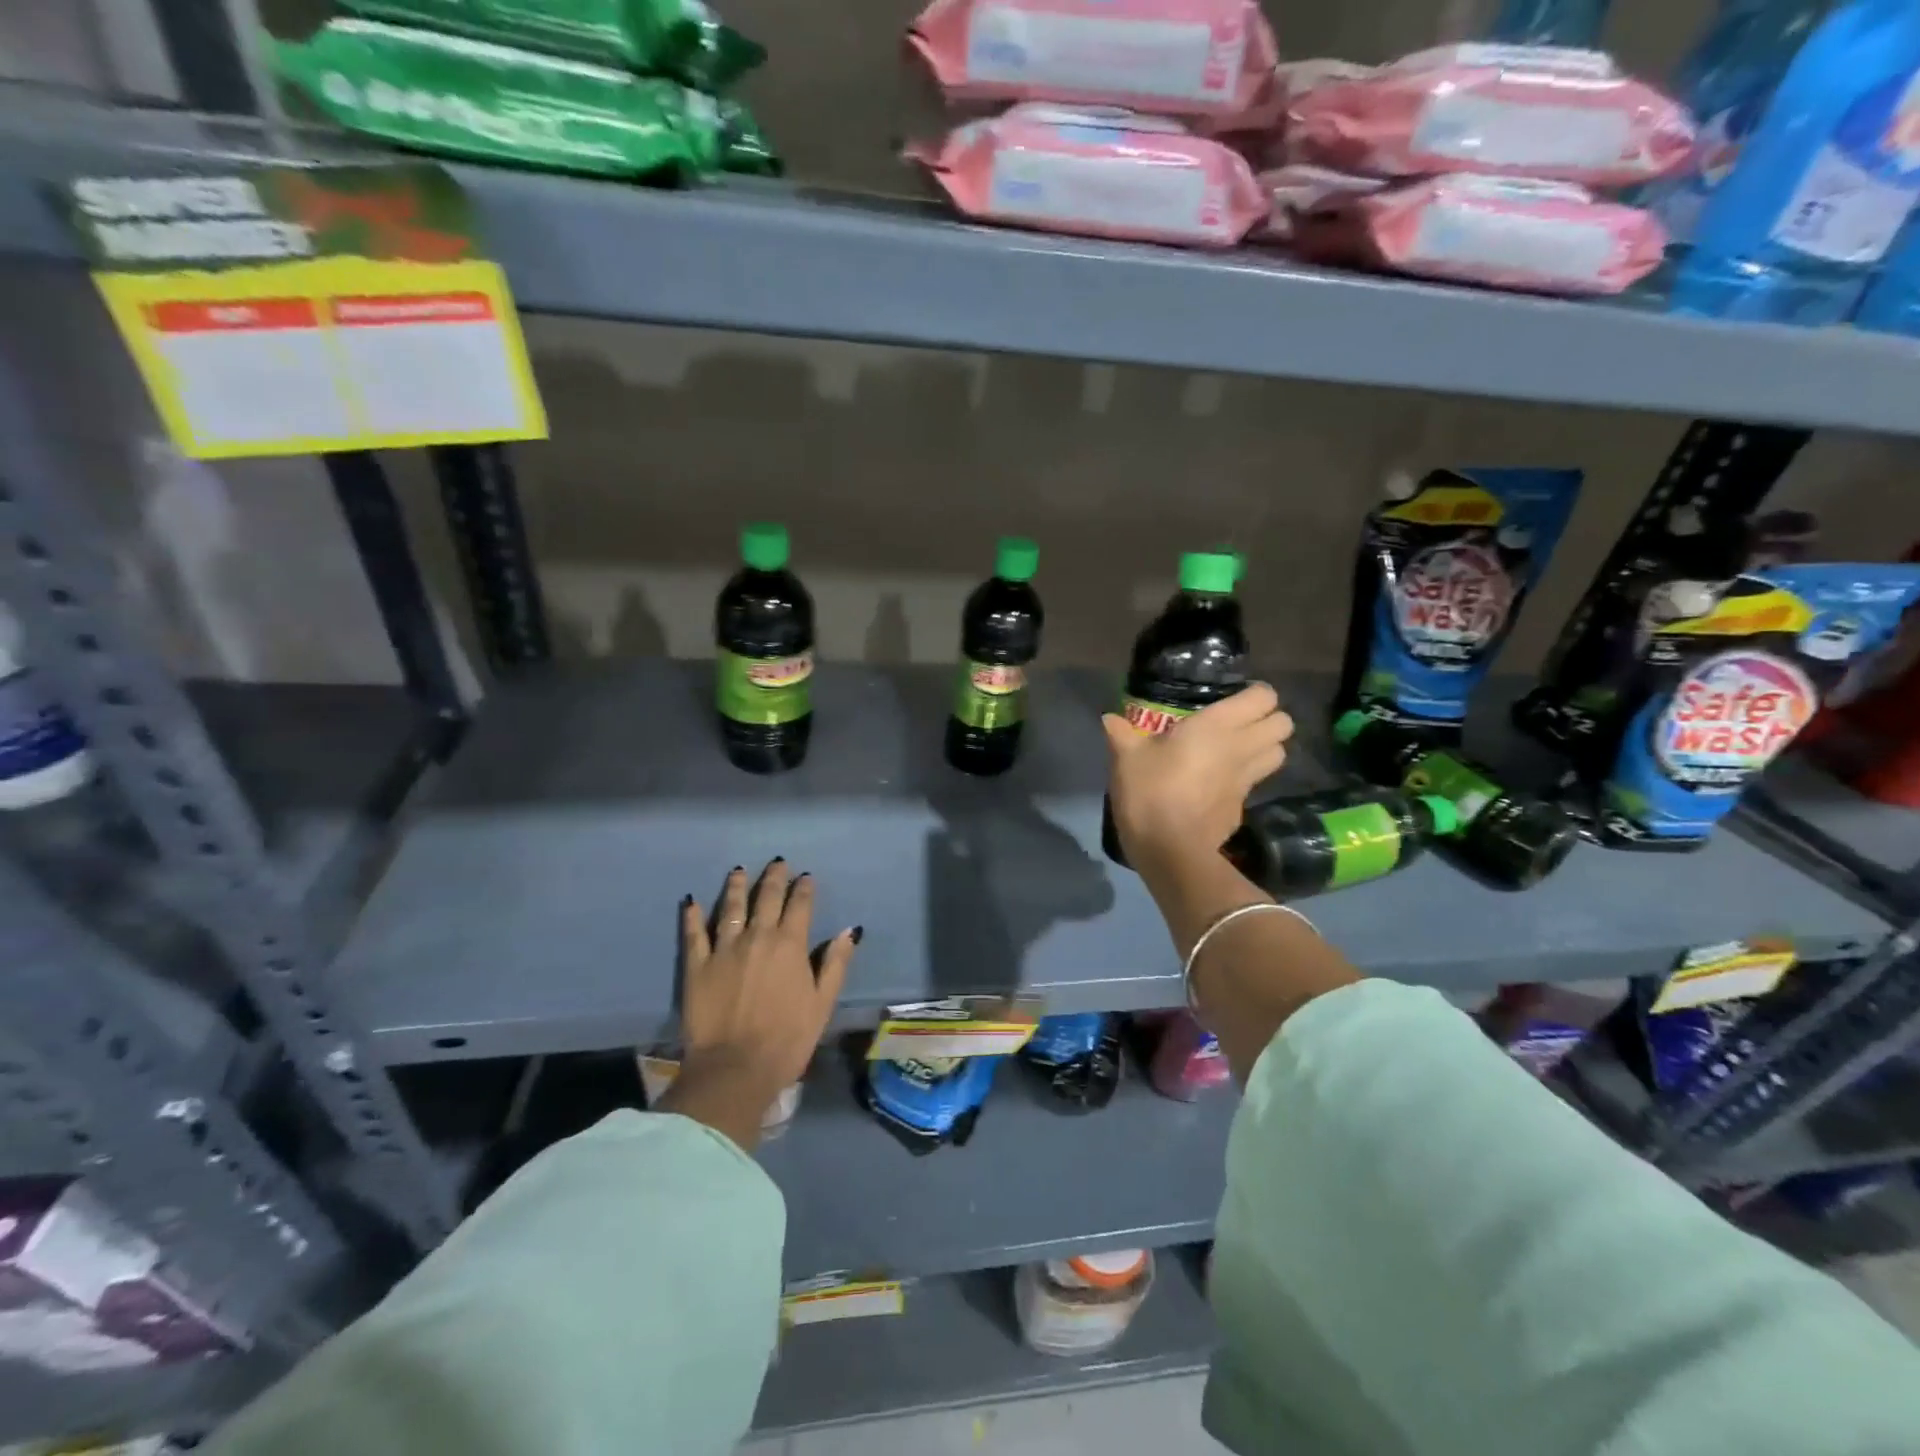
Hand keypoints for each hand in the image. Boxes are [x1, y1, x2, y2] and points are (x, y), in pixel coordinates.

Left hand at [671, 861, 857, 1140]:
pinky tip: (691, 901)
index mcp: (790, 944)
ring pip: (731, 907)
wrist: (735, 1069)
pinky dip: (693, 916)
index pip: (799, 905)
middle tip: (776, 863)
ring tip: (739, 871)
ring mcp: (724, 948)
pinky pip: (694, 934)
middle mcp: (757, 936)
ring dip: (737, 886)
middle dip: (773, 878)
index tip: (806, 877)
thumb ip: (835, 963)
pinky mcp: (697, 966)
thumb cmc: (787, 1039)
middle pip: (766, 898)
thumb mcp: (822, 1003)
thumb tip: (849, 930)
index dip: (804, 888)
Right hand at [1103, 684, 1292, 873]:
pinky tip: (1220, 784)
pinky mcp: (1243, 807)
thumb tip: (1108, 718)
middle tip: (1239, 724)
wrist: (1170, 849)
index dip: (1255, 694)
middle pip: (1284, 724)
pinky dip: (1246, 779)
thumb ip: (1121, 734)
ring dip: (1265, 749)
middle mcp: (1242, 747)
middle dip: (1269, 720)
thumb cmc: (1150, 791)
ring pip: (1279, 754)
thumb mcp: (1126, 758)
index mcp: (1218, 725)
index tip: (1233, 698)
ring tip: (1237, 750)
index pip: (1264, 697)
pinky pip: (1255, 783)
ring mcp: (1247, 780)